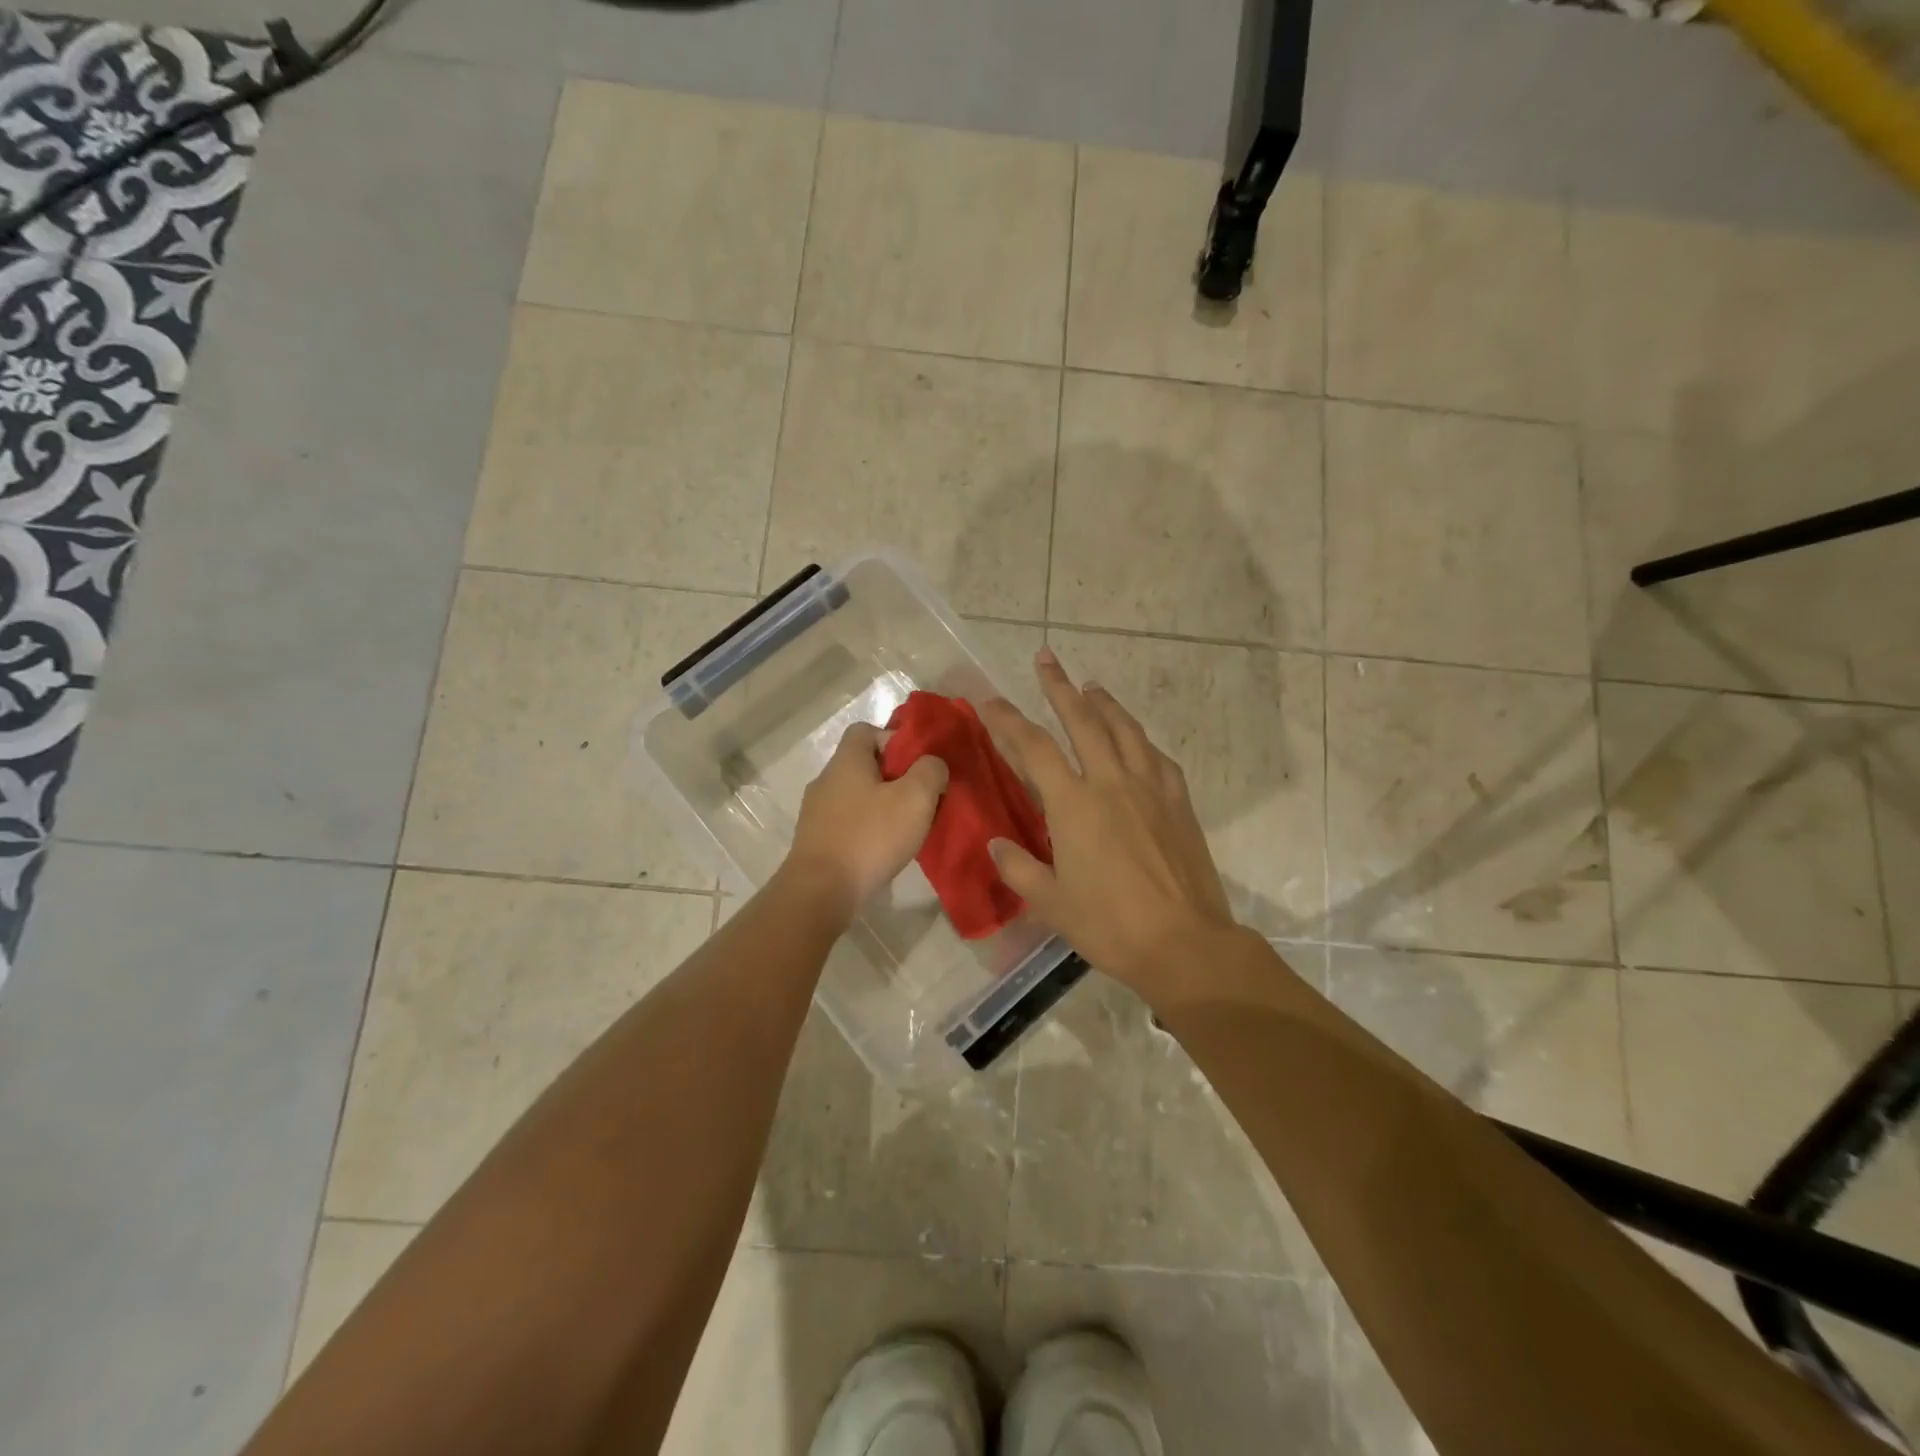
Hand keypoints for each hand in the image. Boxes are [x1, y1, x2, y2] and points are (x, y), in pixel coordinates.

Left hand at [783, 721, 947, 920]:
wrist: (821, 891)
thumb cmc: (870, 837)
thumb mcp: (915, 797)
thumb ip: (931, 771)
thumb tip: (932, 765)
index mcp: (846, 761)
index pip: (866, 730)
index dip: (894, 740)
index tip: (917, 765)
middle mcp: (826, 780)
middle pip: (864, 765)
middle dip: (895, 778)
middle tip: (920, 799)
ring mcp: (816, 812)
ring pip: (857, 797)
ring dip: (882, 807)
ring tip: (906, 829)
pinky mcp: (816, 841)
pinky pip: (848, 824)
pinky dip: (867, 831)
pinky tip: (883, 851)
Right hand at [979, 650, 1239, 996]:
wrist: (1185, 943)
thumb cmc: (1110, 925)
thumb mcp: (1052, 903)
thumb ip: (1019, 868)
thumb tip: (996, 843)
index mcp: (1074, 804)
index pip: (1034, 748)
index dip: (1008, 720)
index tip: (990, 700)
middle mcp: (1111, 783)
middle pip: (1083, 721)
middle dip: (1060, 687)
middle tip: (1046, 659)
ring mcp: (1150, 789)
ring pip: (1125, 730)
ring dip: (1105, 703)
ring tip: (1092, 686)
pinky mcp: (1178, 803)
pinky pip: (1157, 758)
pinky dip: (1140, 740)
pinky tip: (1137, 739)